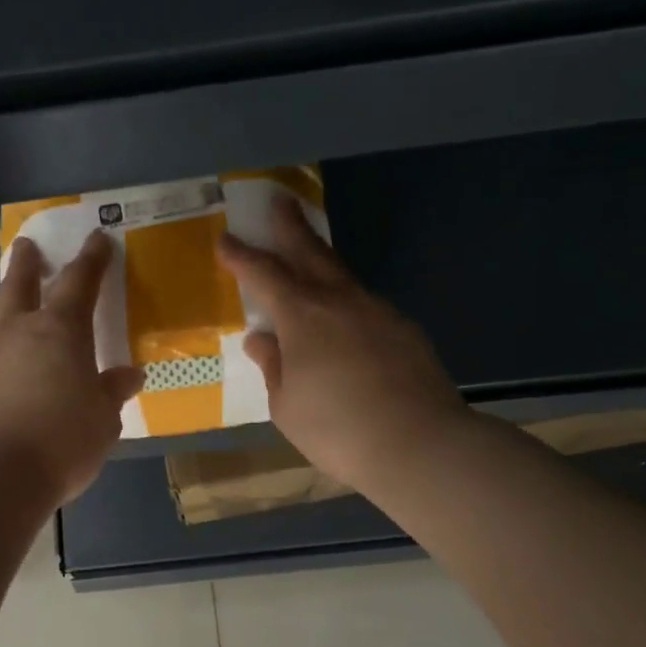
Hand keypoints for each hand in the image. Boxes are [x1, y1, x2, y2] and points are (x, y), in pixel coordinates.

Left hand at [0, 231, 143, 505]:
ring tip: (8, 301)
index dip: (92, 259)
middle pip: (19, 283)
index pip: (80, 282)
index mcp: (60, 331)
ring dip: (4, 301)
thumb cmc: (61, 441)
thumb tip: (129, 375)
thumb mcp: (103, 419)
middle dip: (26, 262)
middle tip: (26, 245)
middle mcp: (18, 330)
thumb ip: (112, 391)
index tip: (98, 238)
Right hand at [216, 194, 467, 490]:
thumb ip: (273, 366)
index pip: (264, 274)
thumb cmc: (337, 429)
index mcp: (303, 316)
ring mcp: (378, 312)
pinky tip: (344, 323)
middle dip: (290, 226)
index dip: (241, 257)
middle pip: (310, 252)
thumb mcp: (286, 405)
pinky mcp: (404, 330)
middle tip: (279, 202)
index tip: (225, 239)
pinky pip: (365, 306)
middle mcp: (340, 301)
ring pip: (342, 277)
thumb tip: (262, 340)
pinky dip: (346, 303)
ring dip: (321, 262)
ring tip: (308, 259)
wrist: (420, 444)